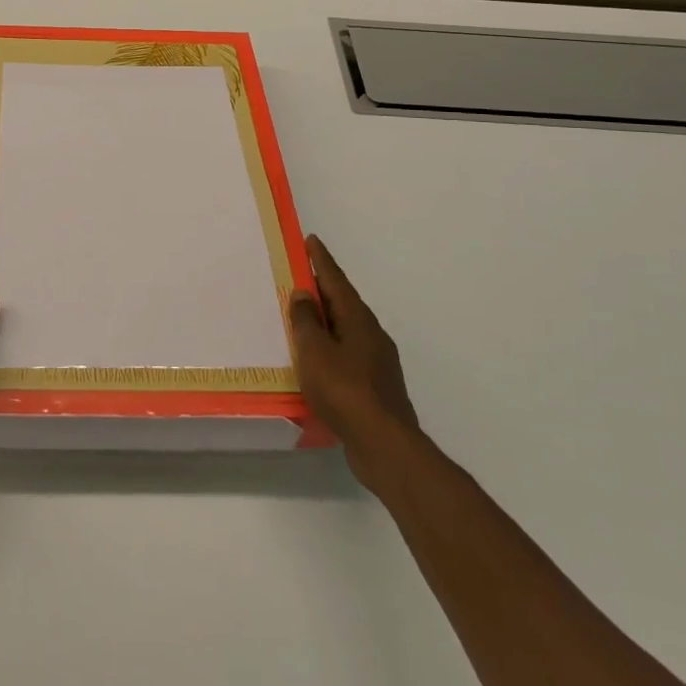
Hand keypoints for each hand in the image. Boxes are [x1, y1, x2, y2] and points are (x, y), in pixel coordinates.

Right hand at [290, 235, 419, 464]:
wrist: (384, 444)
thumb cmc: (344, 390)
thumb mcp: (314, 351)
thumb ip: (306, 320)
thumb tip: (304, 294)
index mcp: (358, 319)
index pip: (336, 280)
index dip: (321, 260)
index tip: (311, 240)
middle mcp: (372, 334)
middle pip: (344, 304)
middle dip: (323, 290)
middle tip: (301, 278)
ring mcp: (378, 362)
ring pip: (347, 331)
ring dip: (326, 321)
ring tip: (304, 319)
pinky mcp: (376, 387)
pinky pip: (348, 355)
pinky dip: (331, 348)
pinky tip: (318, 362)